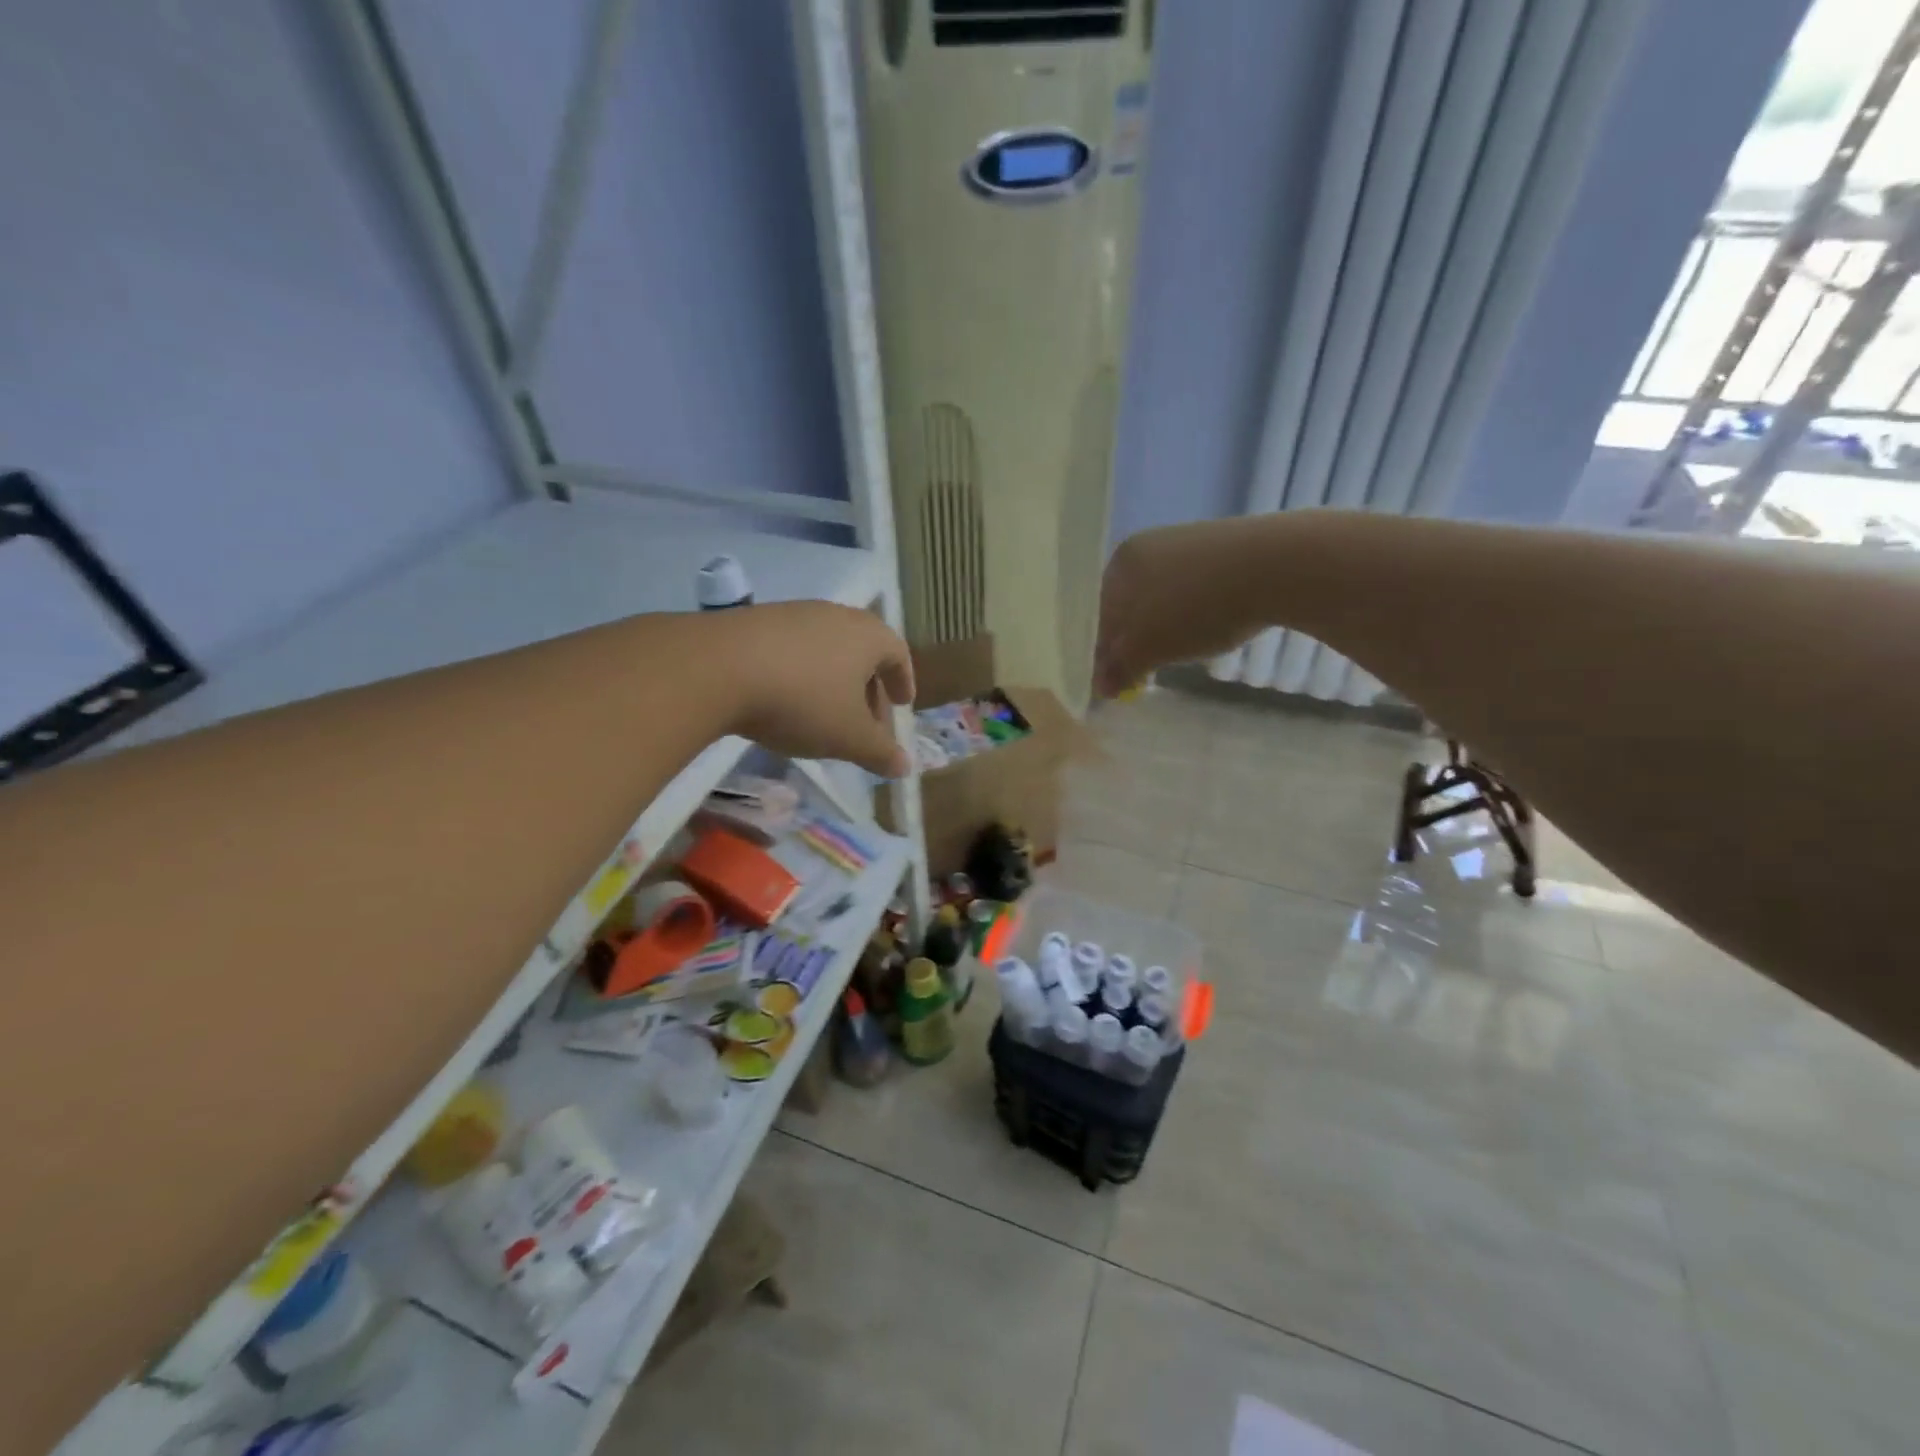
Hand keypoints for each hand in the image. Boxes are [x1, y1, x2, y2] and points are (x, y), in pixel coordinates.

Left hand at [713, 602, 915, 776]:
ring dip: (832, 682)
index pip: (897, 653)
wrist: (717, 668)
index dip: (903, 680)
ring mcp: (793, 614)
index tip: (902, 704)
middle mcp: (835, 615)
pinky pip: (792, 649)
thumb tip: (905, 766)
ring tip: (823, 715)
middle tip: (865, 721)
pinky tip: (783, 701)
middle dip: (868, 687)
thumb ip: (880, 753)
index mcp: (867, 635)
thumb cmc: (802, 701)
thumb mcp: (848, 737)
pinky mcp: (755, 621)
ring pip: (826, 649)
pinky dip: (799, 674)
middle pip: (862, 650)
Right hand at [1094, 520, 1264, 697]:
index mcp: (1119, 564)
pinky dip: (1195, 612)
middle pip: (1132, 607)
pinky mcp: (1224, 547)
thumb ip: (1120, 668)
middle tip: (1148, 675)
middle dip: (1136, 642)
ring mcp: (1187, 543)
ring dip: (1165, 629)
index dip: (1106, 656)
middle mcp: (1147, 546)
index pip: (1101, 619)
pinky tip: (1212, 626)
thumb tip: (1101, 688)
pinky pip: (1196, 589)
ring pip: (1163, 598)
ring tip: (1183, 653)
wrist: (1276, 566)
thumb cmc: (1195, 608)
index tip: (1118, 686)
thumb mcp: (1148, 647)